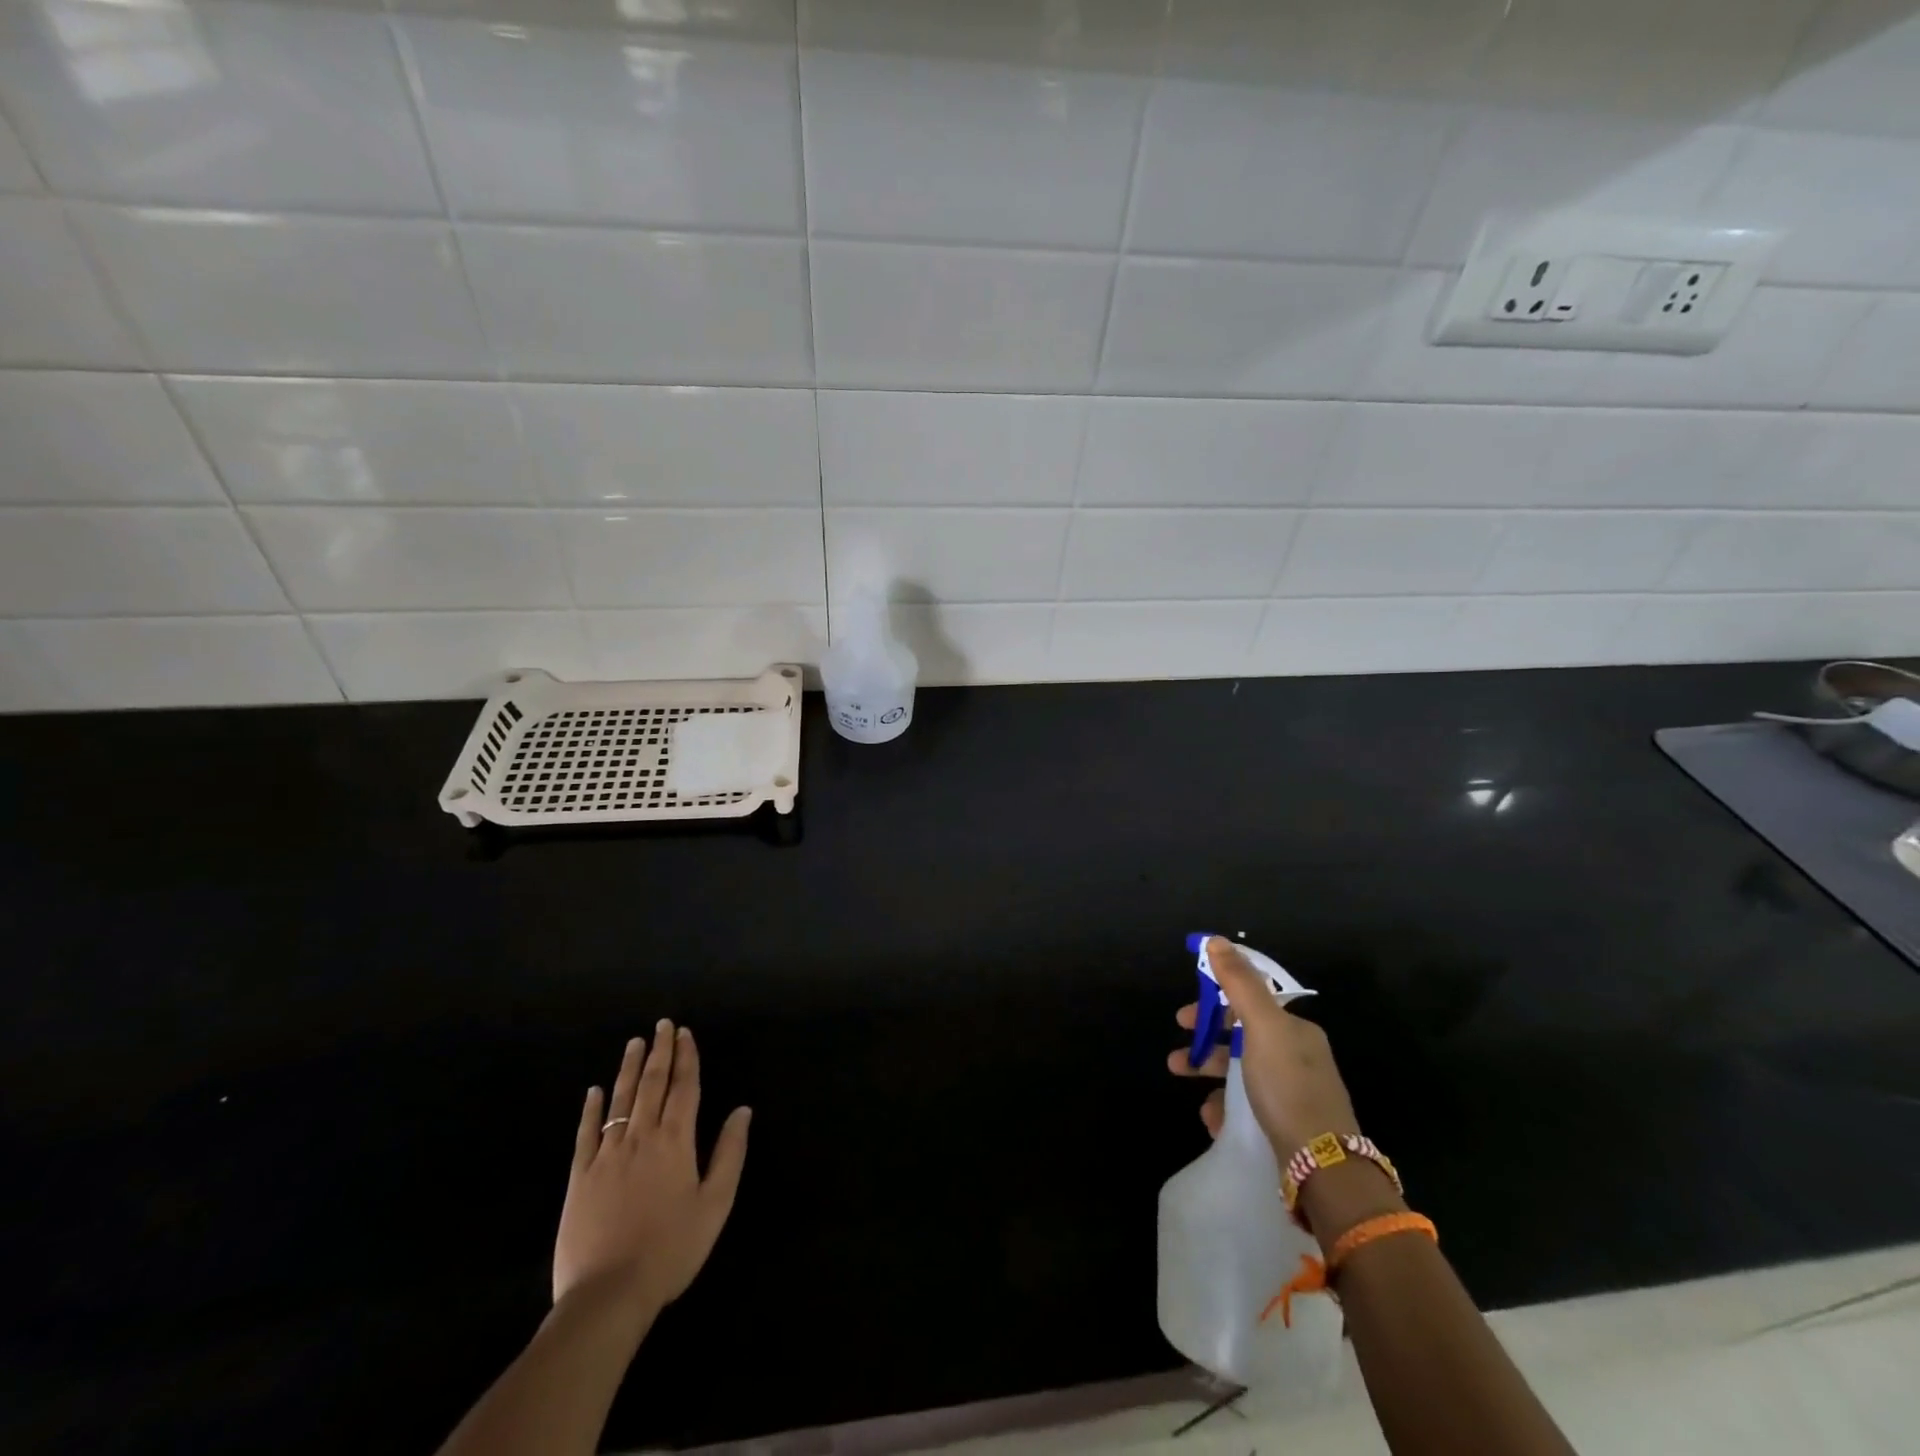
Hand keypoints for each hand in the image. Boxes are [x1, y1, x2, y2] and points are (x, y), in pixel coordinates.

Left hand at [552, 1021, 750, 1317]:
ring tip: (635, 1043)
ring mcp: (606, 1155)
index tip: (684, 1032)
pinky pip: (586, 1133)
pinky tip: (595, 1090)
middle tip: (662, 1024)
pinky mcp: (579, 1177)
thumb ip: (729, 1154)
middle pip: (652, 1084)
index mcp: (676, 1141)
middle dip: (659, 1052)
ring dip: (629, 1068)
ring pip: (621, 1100)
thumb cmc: (671, 1250)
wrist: (608, 1295)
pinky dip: (592, 1108)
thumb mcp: (715, 1204)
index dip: (686, 1058)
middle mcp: (641, 1137)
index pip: (684, 1088)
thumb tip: (742, 1110)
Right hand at [1167, 937, 1361, 1157]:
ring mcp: (1294, 1093)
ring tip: (1181, 1080)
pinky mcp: (1287, 1126)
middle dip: (1206, 1040)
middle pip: (1242, 1037)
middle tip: (1178, 1049)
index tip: (1184, 1016)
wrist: (1325, 1167)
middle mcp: (1298, 1057)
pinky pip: (1247, 1106)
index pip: (1249, 1003)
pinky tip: (1212, 1118)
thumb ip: (1239, 983)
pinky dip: (1224, 1107)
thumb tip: (1215, 939)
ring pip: (1241, 1072)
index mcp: (1295, 1030)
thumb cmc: (1288, 1086)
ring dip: (1208, 1072)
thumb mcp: (1263, 1026)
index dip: (1214, 1003)